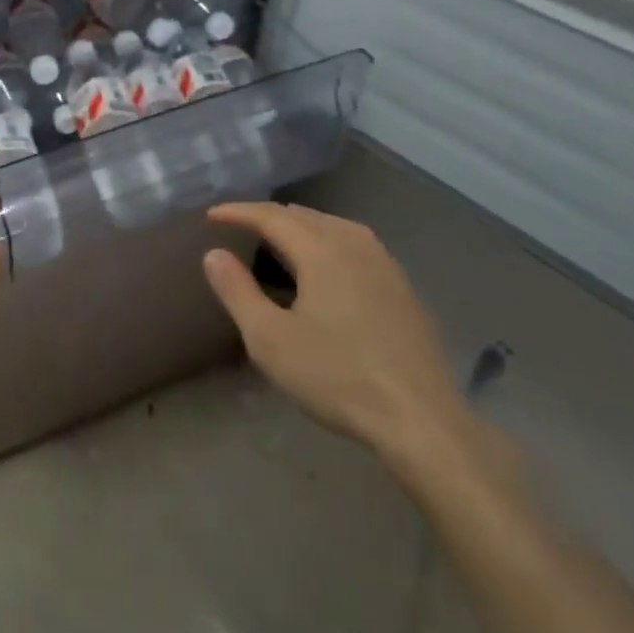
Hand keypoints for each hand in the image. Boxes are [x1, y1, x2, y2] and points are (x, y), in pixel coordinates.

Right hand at [203, 202, 471, 462]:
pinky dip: (328, 241)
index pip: (272, 216)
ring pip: (335, 226)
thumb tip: (213, 254)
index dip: (238, 212)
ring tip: (278, 237)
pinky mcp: (403, 289)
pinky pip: (356, 245)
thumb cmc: (337, 376)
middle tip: (240, 224)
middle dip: (269, 215)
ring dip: (301, 225)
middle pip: (305, 215)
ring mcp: (386, 266)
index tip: (211, 215)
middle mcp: (356, 246)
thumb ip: (237, 291)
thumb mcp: (269, 339)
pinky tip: (326, 266)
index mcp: (322, 251)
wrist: (421, 420)